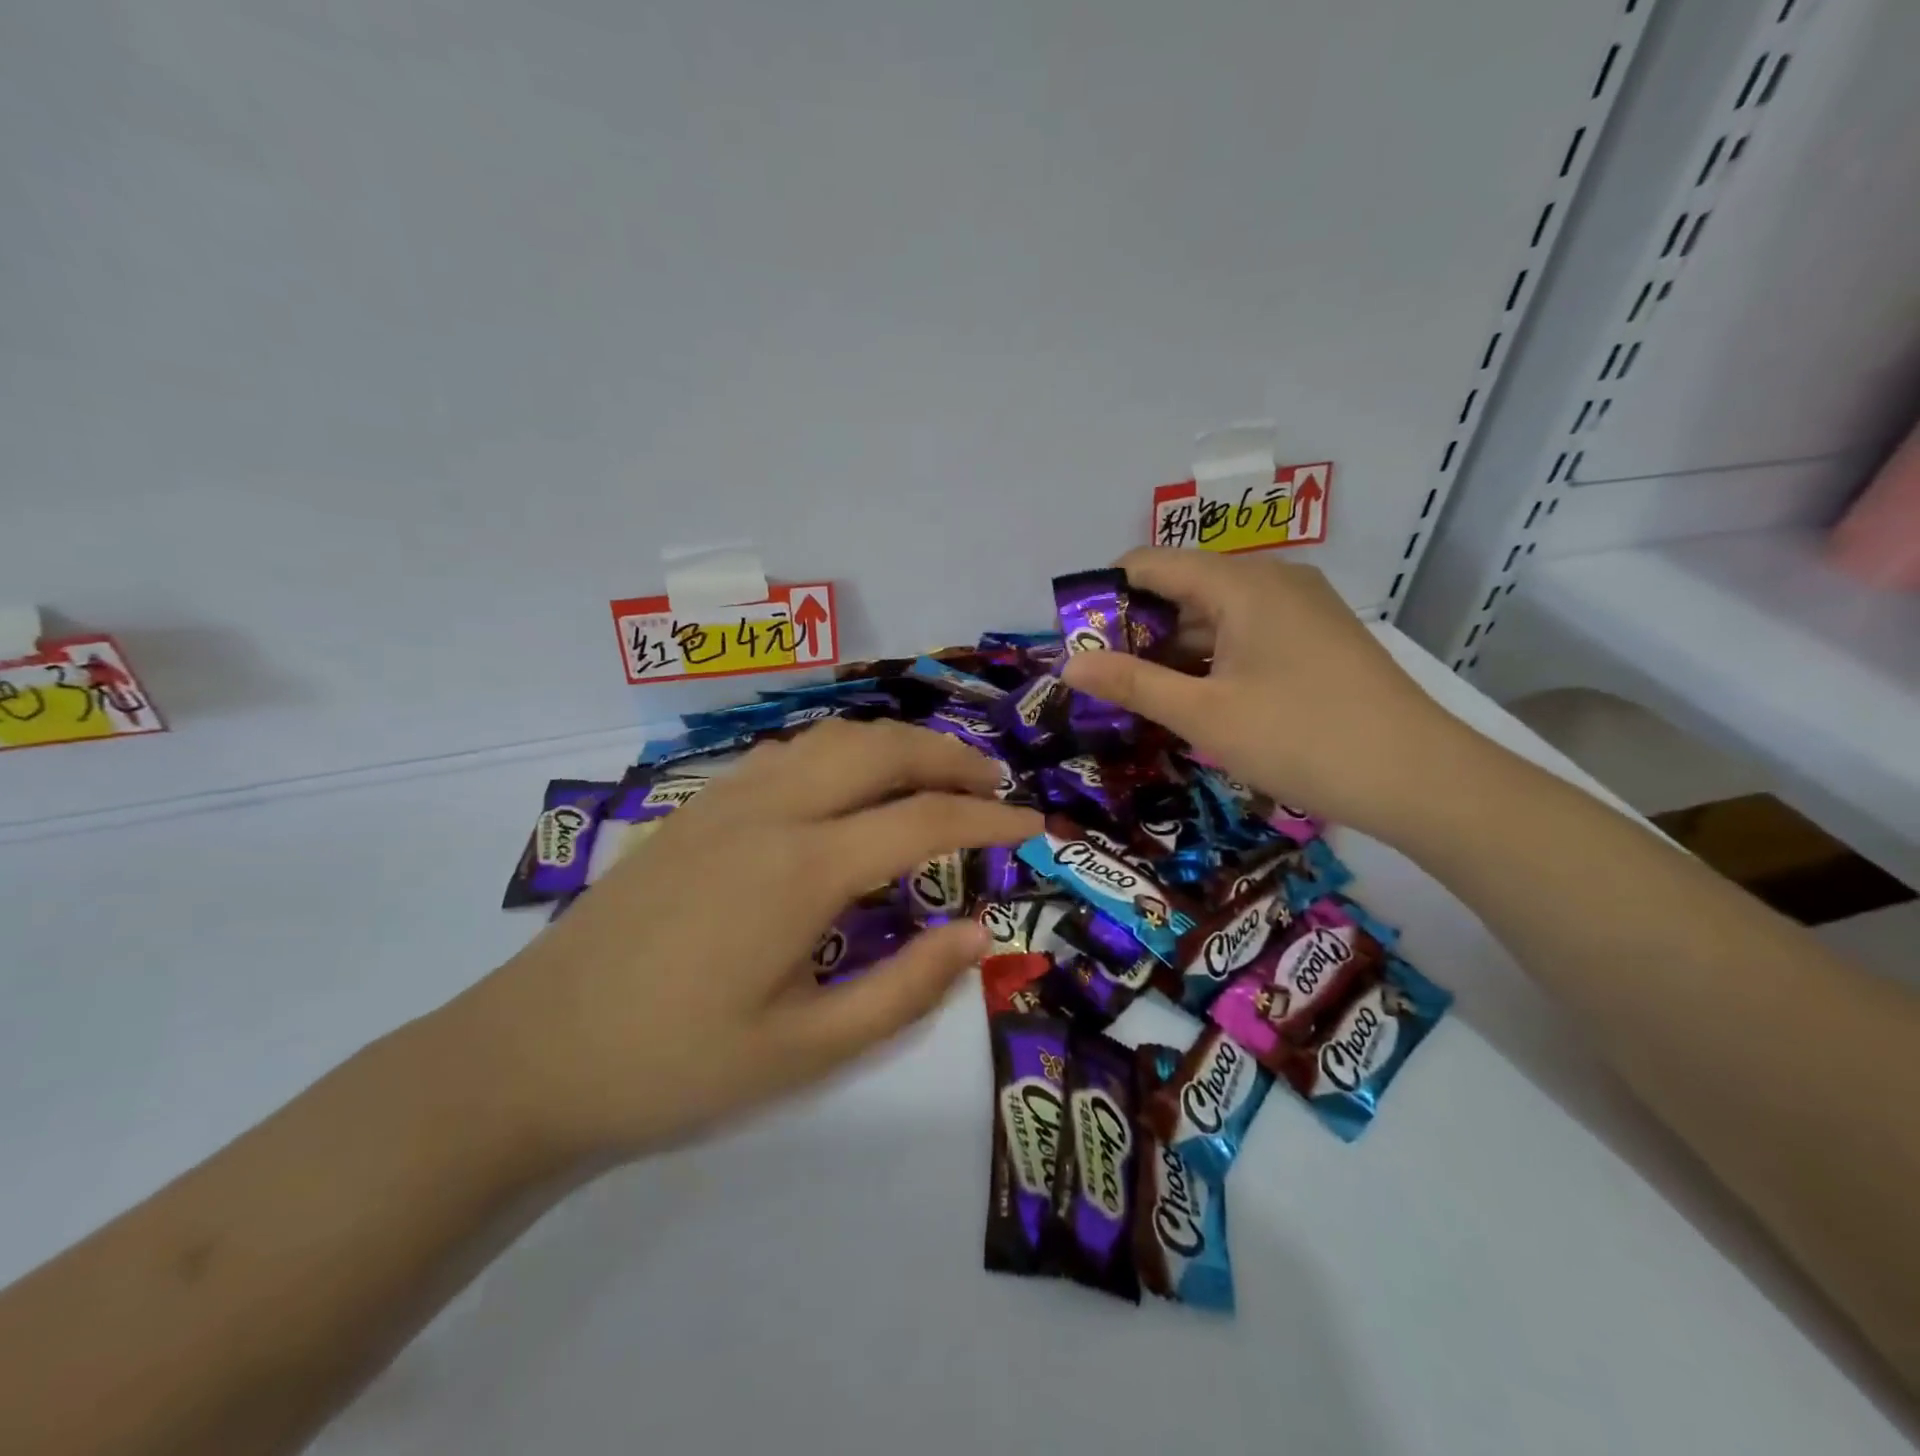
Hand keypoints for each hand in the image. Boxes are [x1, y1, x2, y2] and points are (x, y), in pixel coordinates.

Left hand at [455, 721, 1042, 1161]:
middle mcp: (769, 811)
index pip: (923, 821)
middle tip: (995, 786)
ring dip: (896, 746)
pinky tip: (849, 787)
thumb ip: (904, 990)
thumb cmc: (673, 1065)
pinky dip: (842, 753)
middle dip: (950, 758)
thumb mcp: (804, 1052)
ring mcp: (725, 800)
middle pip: (881, 750)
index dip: (990, 821)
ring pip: (832, 738)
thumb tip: (977, 934)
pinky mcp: (694, 808)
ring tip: (935, 776)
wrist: (530, 1054)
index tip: (1035, 828)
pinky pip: (788, 754)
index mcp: (802, 868)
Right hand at [1060, 548, 1457, 836]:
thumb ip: (1132, 684)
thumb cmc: (1300, 738)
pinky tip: (1196, 697)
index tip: (1077, 639)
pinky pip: (1246, 632)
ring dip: (1174, 648)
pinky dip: (1211, 657)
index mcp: (1241, 583)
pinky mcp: (1317, 637)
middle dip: (1137, 628)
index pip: (1151, 562)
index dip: (1105, 594)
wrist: (1419, 778)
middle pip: (1183, 586)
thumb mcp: (1204, 715)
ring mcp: (1301, 607)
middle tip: (1103, 679)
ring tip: (1141, 694)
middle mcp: (1272, 580)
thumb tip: (1068, 664)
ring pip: (1215, 612)